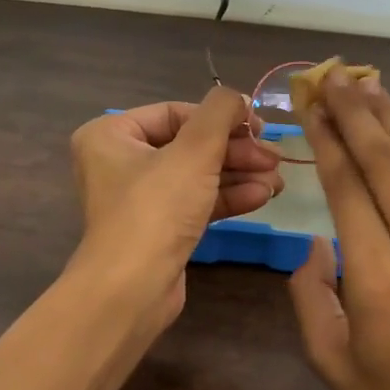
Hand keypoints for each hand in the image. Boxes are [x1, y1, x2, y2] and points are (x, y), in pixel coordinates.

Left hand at [68, 88, 283, 328]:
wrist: (132, 290)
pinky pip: (196, 201)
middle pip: (189, 144)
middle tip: (274, 157)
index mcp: (111, 135)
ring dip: (239, 174)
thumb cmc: (156, 208)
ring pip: (197, 174)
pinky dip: (228, 197)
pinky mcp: (158, 229)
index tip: (259, 126)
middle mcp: (119, 162)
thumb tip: (237, 99)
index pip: (176, 112)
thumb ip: (220, 112)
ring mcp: (139, 198)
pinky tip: (263, 196)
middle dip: (236, 151)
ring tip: (278, 179)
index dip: (221, 117)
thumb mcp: (194, 150)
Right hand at [288, 66, 389, 389]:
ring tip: (367, 85)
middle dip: (357, 113)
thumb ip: (309, 297)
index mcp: (379, 280)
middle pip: (386, 162)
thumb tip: (314, 243)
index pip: (348, 188)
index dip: (328, 140)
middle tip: (334, 76)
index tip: (311, 105)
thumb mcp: (333, 363)